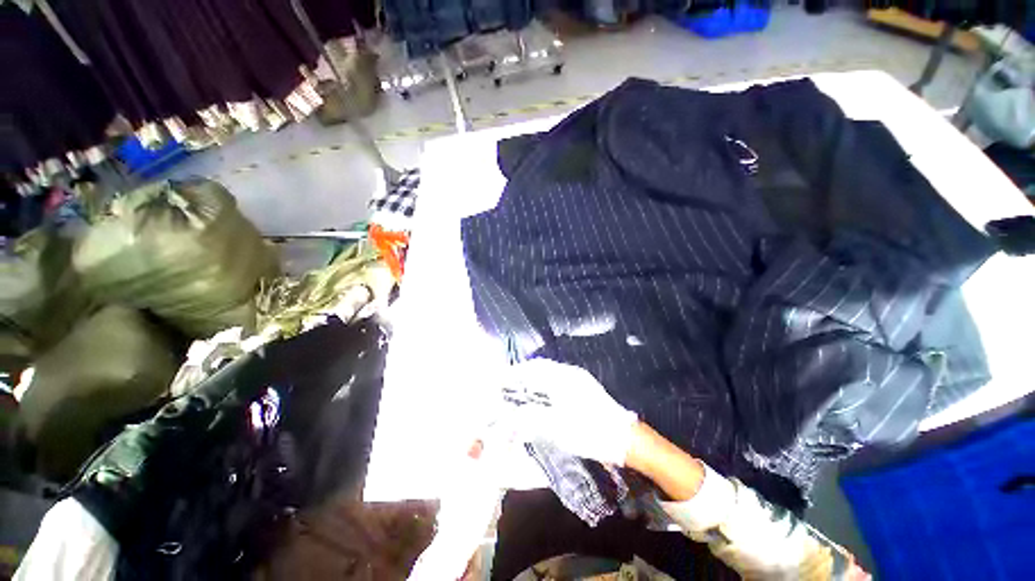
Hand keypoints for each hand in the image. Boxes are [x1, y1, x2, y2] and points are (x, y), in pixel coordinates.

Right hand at [501, 359, 637, 465]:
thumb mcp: (557, 428)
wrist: (624, 439)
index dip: (516, 371)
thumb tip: (509, 419)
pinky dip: (545, 386)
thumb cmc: (590, 431)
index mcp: (564, 377)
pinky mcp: (584, 389)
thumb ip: (531, 420)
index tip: (502, 379)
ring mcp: (579, 380)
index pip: (534, 367)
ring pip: (550, 374)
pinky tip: (541, 398)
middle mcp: (571, 373)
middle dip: (523, 375)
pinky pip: (558, 381)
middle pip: (541, 368)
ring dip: (534, 380)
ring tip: (520, 392)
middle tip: (508, 386)